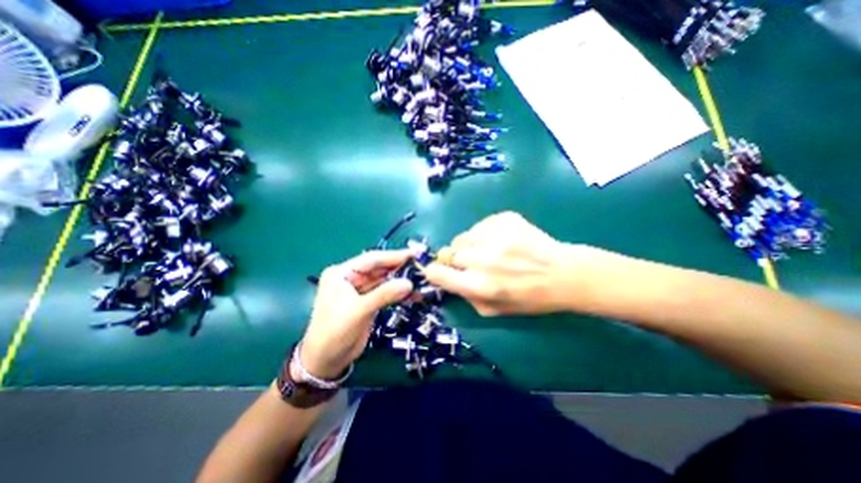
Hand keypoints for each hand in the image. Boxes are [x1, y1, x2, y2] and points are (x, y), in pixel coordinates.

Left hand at [300, 251, 413, 377]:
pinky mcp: (368, 301)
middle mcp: (351, 278)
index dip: (393, 256)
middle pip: (379, 268)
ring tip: (421, 281)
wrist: (326, 361)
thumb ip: (384, 295)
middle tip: (421, 267)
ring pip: (384, 280)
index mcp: (342, 273)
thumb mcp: (358, 311)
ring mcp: (360, 290)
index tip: (414, 254)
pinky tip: (413, 294)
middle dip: (400, 268)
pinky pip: (386, 292)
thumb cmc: (335, 332)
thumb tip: (409, 283)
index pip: (371, 259)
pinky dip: (398, 293)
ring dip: (401, 281)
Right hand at [422, 212, 577, 317]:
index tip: (440, 272)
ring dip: (469, 246)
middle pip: (447, 252)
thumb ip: (466, 297)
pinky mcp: (504, 219)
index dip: (435, 272)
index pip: (436, 273)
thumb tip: (449, 280)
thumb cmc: (530, 298)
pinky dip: (484, 234)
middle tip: (470, 263)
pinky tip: (501, 241)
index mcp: (479, 285)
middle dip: (453, 259)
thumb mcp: (494, 311)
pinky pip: (479, 225)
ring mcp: (494, 235)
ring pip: (462, 237)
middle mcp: (482, 259)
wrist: (564, 273)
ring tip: (487, 250)